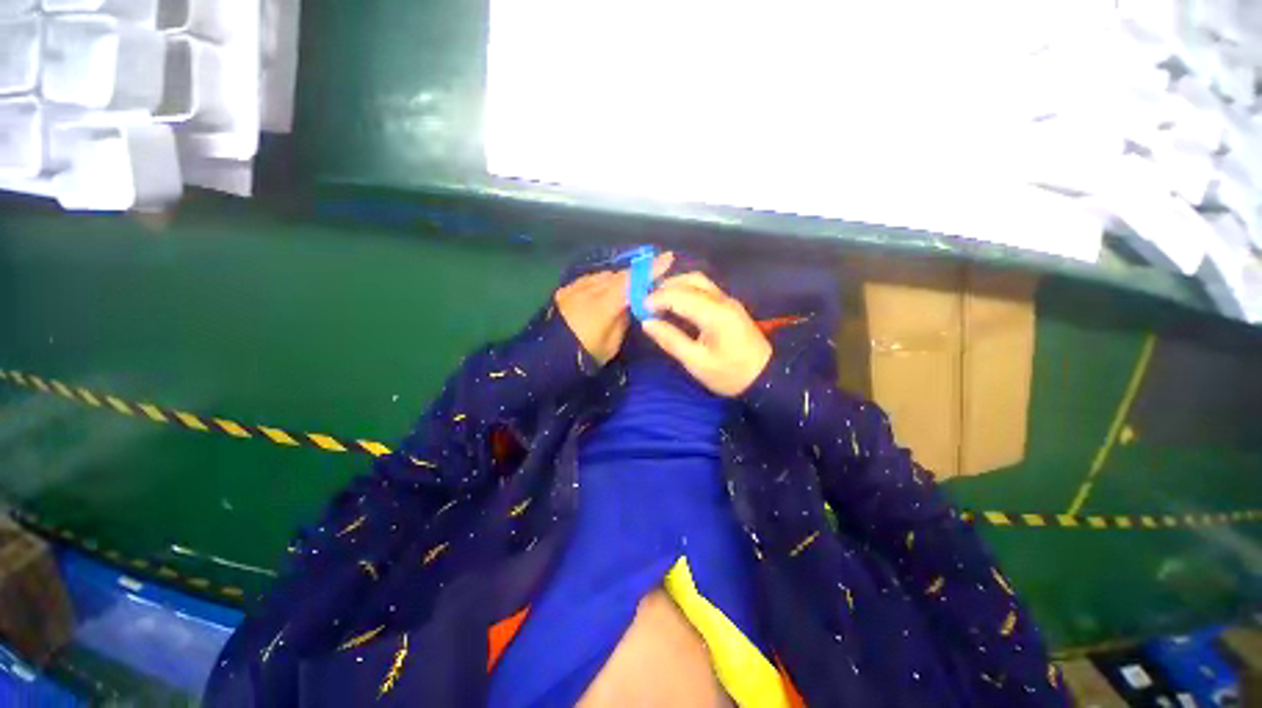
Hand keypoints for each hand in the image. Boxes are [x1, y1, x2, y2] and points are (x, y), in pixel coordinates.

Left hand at [556, 252, 673, 365]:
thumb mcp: (611, 344)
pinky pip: (590, 280)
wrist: (546, 358)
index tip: (667, 258)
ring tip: (628, 285)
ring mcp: (575, 288)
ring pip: (604, 275)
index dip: (650, 270)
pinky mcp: (565, 290)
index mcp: (603, 306)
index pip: (631, 282)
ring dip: (618, 278)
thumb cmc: (584, 356)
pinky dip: (602, 282)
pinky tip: (605, 289)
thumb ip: (623, 320)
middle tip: (650, 277)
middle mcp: (589, 290)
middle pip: (619, 275)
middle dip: (636, 273)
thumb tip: (630, 304)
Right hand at [642, 273, 772, 396]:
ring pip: (698, 280)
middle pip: (690, 280)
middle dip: (665, 286)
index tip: (640, 308)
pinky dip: (685, 290)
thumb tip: (647, 323)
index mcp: (715, 314)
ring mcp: (728, 300)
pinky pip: (704, 288)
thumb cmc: (730, 374)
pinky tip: (675, 303)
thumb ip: (671, 340)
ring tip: (658, 300)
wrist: (766, 377)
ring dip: (675, 285)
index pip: (679, 295)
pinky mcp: (729, 305)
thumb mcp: (697, 363)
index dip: (656, 298)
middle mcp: (722, 300)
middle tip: (646, 301)